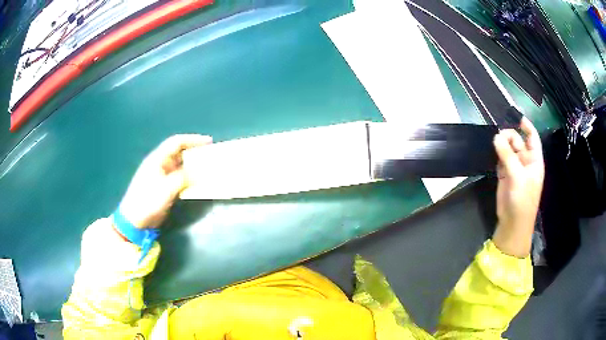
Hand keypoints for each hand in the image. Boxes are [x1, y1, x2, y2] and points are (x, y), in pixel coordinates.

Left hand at [119, 134, 211, 228]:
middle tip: (210, 155)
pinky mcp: (163, 187)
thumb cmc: (148, 201)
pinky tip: (197, 182)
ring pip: (180, 165)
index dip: (192, 139)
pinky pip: (179, 178)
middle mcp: (160, 164)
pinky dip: (189, 177)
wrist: (135, 220)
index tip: (209, 142)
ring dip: (192, 166)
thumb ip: (184, 178)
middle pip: (179, 152)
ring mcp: (161, 176)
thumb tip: (199, 173)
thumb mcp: (167, 188)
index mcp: (157, 159)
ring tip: (207, 167)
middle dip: (194, 152)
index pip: (176, 142)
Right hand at [492, 117, 544, 257]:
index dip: (526, 126)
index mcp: (534, 160)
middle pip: (517, 141)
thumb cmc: (522, 200)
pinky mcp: (504, 174)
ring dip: (501, 145)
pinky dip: (496, 154)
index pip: (532, 138)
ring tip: (493, 143)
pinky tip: (492, 153)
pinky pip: (500, 158)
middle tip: (498, 137)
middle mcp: (525, 161)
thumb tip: (496, 137)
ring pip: (508, 149)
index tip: (516, 116)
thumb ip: (507, 156)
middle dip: (509, 136)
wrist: (513, 223)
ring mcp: (515, 168)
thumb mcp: (517, 177)